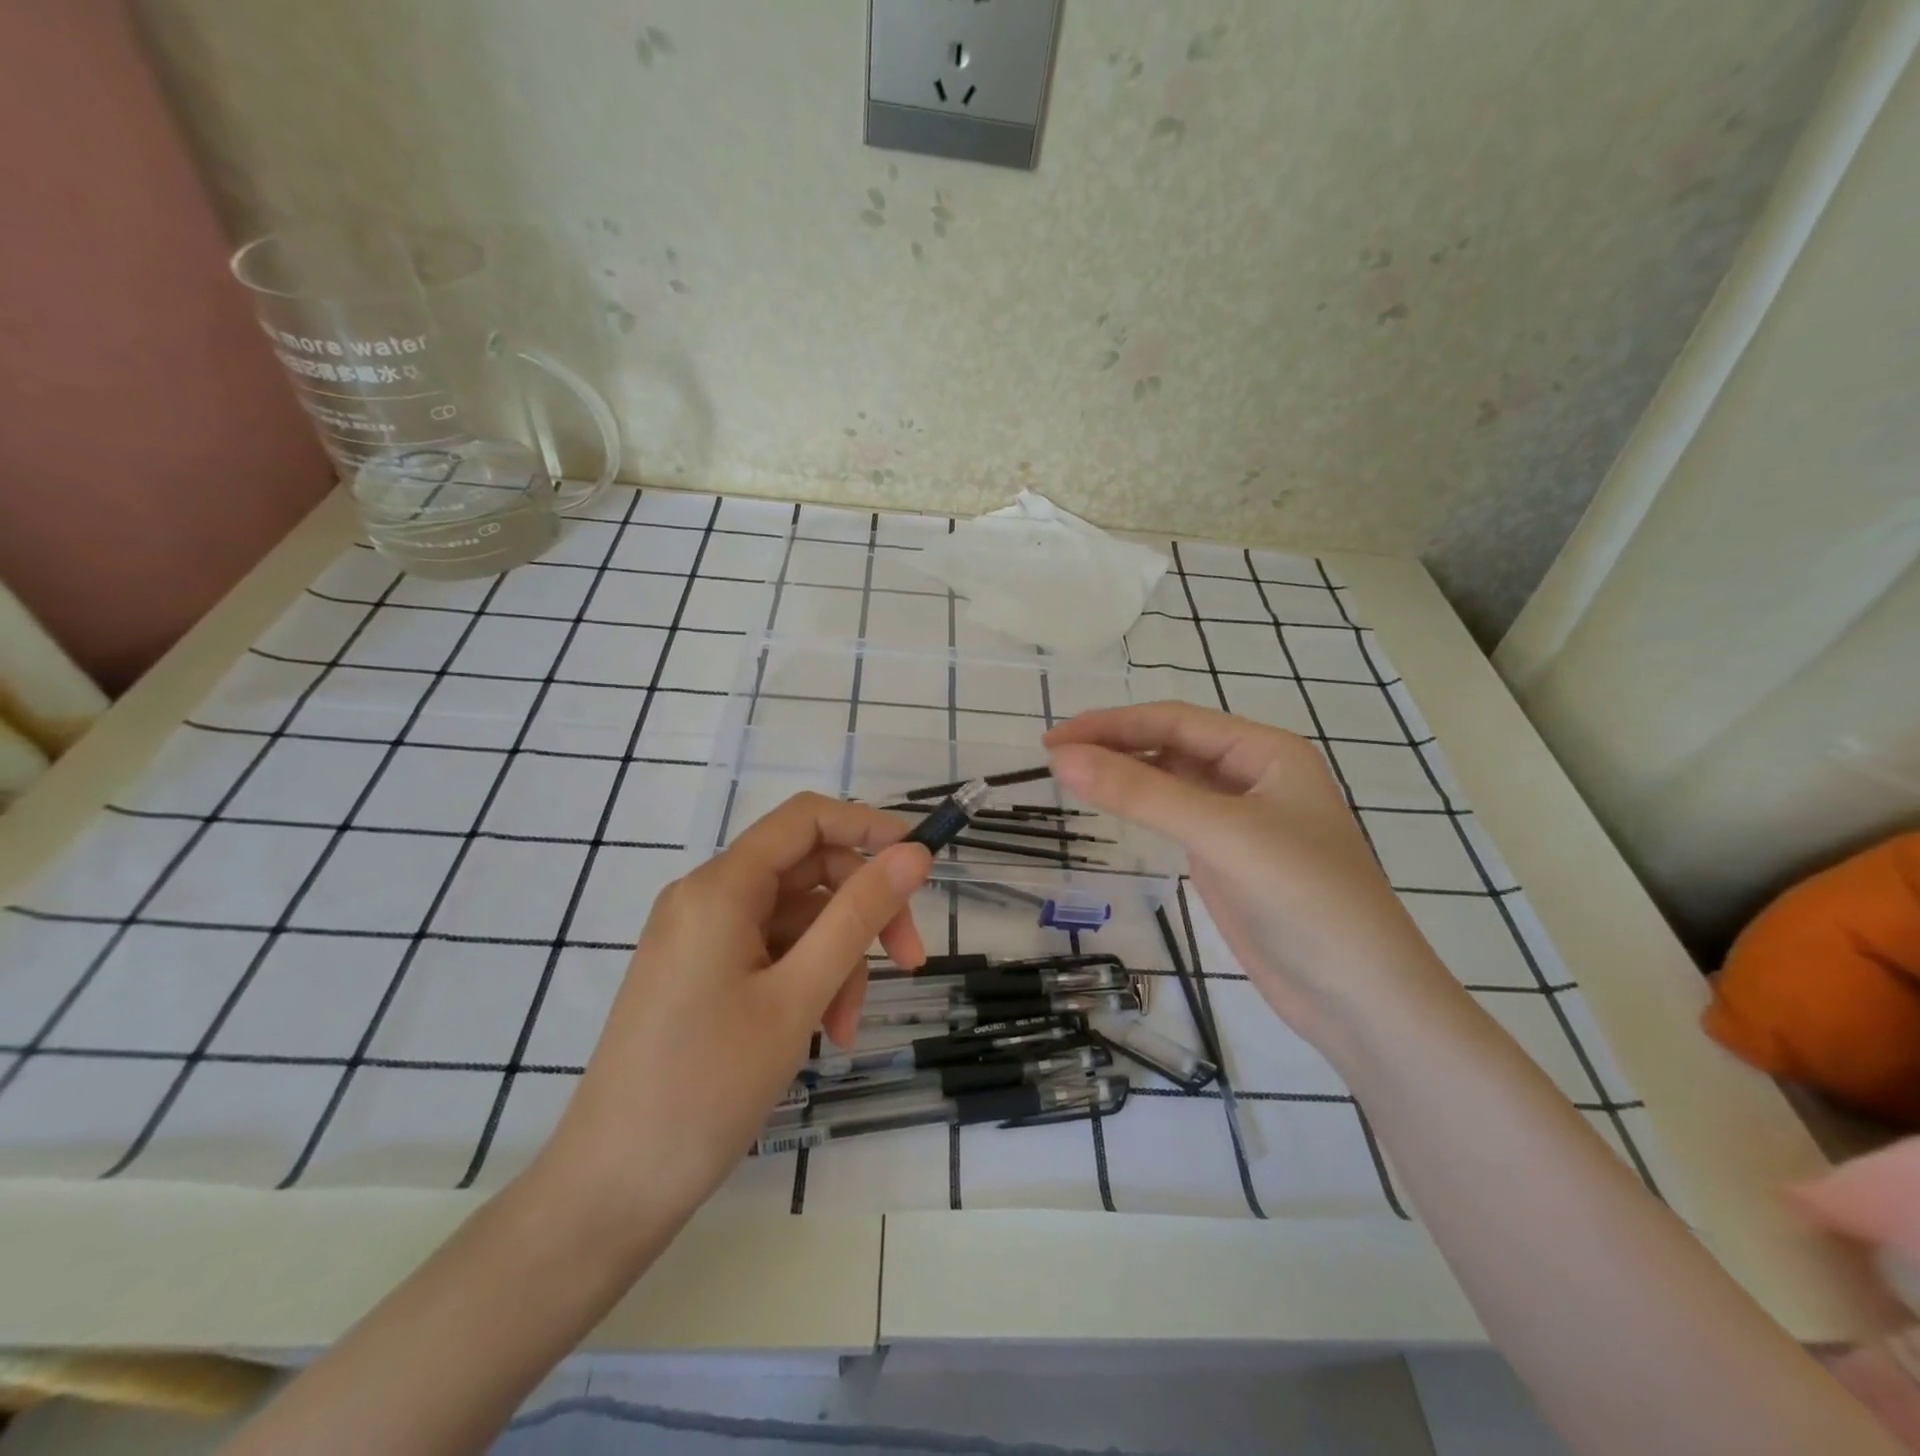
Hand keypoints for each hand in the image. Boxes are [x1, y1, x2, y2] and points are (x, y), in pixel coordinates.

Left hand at [536, 794, 931, 1234]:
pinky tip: (819, 1032)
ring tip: (844, 1029)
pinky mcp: (700, 972)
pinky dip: (806, 981)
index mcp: (720, 886)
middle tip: (910, 961)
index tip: (920, 864)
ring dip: (837, 961)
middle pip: (807, 872)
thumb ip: (859, 915)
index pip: (806, 818)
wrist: (612, 1189)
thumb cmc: (707, 1087)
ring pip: (796, 919)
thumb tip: (914, 854)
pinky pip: (772, 952)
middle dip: (862, 911)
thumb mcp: (799, 995)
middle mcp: (706, 897)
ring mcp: (701, 937)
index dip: (869, 827)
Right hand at [1045, 703, 1456, 1047]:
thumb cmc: (1304, 898)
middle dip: (1114, 745)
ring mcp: (1240, 819)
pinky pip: (1175, 817)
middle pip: (1171, 745)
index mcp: (1265, 752)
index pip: (1175, 720)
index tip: (1055, 740)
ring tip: (1070, 777)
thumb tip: (1063, 758)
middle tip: (1052, 758)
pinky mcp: (1227, 858)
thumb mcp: (1221, 834)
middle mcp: (1253, 776)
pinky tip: (1111, 808)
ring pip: (1170, 780)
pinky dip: (1139, 807)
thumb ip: (1141, 794)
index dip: (1111, 724)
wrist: (1359, 998)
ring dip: (1124, 775)